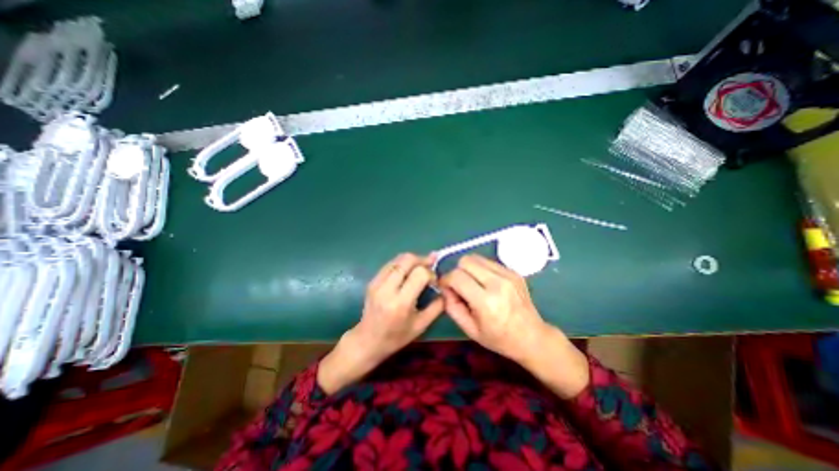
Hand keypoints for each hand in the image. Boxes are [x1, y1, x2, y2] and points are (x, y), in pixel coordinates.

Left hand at [316, 254, 443, 392]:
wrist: (368, 340)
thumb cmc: (396, 337)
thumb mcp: (421, 325)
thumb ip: (437, 306)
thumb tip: (445, 288)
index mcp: (401, 303)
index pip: (420, 273)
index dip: (431, 273)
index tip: (434, 281)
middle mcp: (387, 288)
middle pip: (408, 260)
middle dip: (422, 260)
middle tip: (430, 267)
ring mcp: (377, 282)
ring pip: (398, 259)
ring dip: (412, 260)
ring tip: (420, 268)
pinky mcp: (372, 280)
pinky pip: (390, 264)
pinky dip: (402, 264)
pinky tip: (407, 272)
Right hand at [439, 253, 588, 396]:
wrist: (532, 337)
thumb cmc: (499, 338)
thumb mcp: (470, 329)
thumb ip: (452, 307)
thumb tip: (445, 288)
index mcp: (486, 302)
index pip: (457, 276)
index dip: (446, 279)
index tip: (446, 287)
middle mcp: (497, 283)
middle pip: (466, 261)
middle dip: (457, 271)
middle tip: (459, 285)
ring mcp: (508, 275)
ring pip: (476, 257)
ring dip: (468, 268)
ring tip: (472, 283)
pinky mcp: (514, 271)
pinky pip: (488, 261)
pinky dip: (481, 269)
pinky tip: (485, 283)